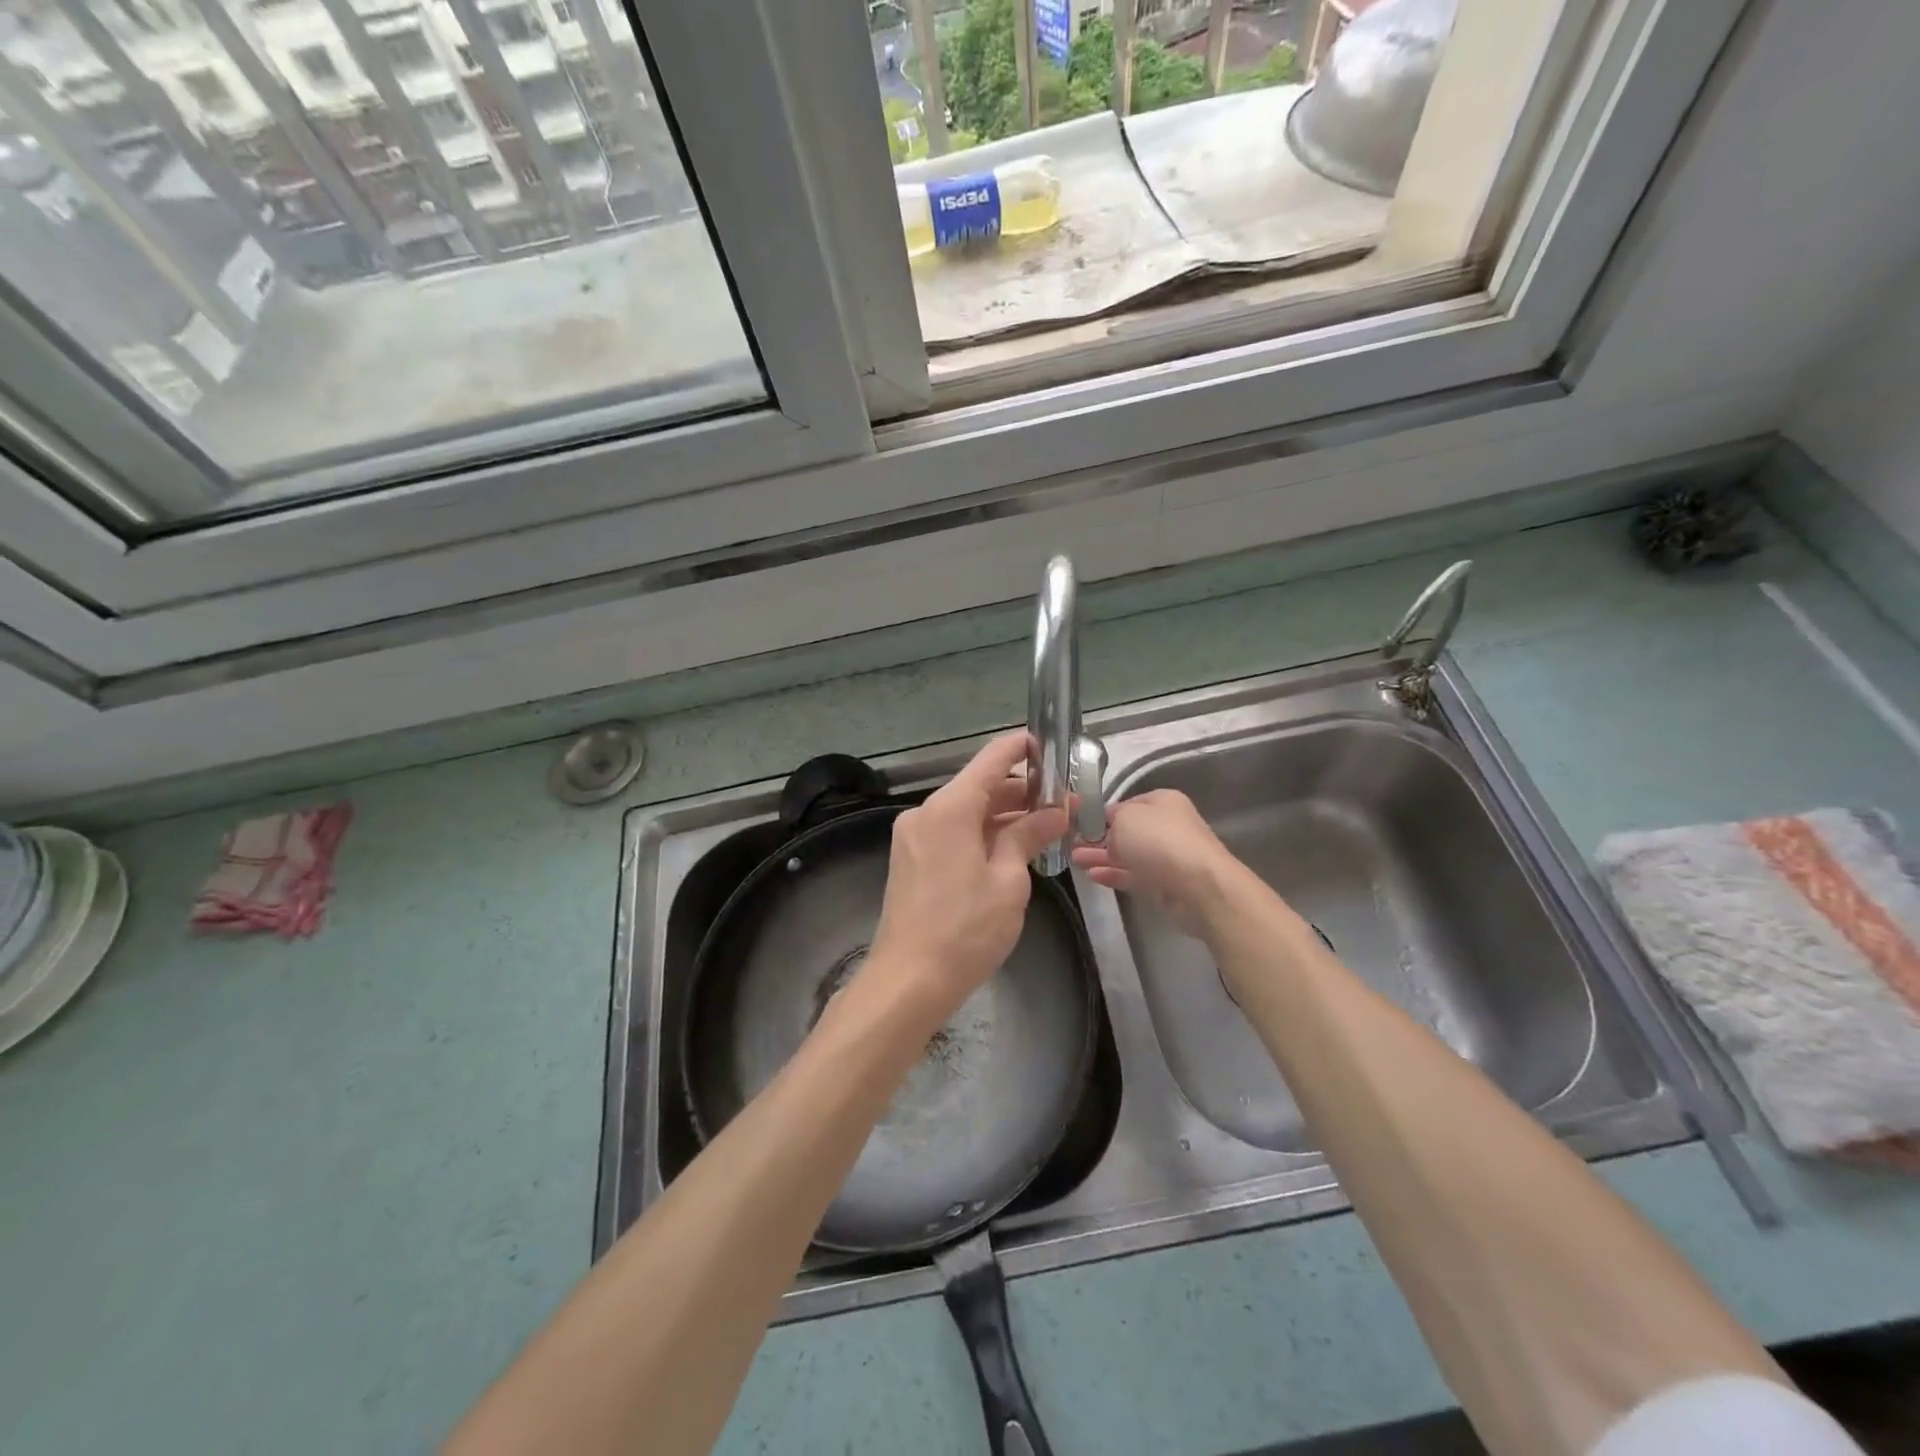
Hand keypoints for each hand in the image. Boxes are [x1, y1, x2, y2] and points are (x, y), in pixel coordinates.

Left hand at [866, 732, 1067, 1016]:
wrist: (908, 981)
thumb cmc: (965, 930)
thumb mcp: (1008, 880)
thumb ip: (1029, 836)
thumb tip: (1056, 811)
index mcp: (949, 808)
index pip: (991, 760)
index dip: (1021, 748)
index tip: (1051, 747)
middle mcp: (925, 813)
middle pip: (978, 786)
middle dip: (1021, 790)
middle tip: (1063, 801)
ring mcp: (913, 837)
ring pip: (966, 811)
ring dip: (1003, 814)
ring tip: (1046, 825)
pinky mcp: (911, 859)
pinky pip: (951, 832)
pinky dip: (981, 833)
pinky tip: (1011, 847)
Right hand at [1072, 788, 1237, 937]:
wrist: (1198, 885)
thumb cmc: (1159, 840)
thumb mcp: (1125, 818)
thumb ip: (1109, 820)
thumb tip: (1106, 830)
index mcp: (1162, 801)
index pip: (1124, 805)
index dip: (1100, 815)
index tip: (1077, 826)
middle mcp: (1166, 825)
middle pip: (1126, 831)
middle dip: (1098, 839)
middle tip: (1071, 846)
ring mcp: (1166, 856)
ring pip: (1127, 855)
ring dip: (1101, 857)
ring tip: (1075, 861)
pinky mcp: (1164, 883)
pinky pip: (1133, 875)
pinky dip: (1113, 874)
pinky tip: (1092, 876)